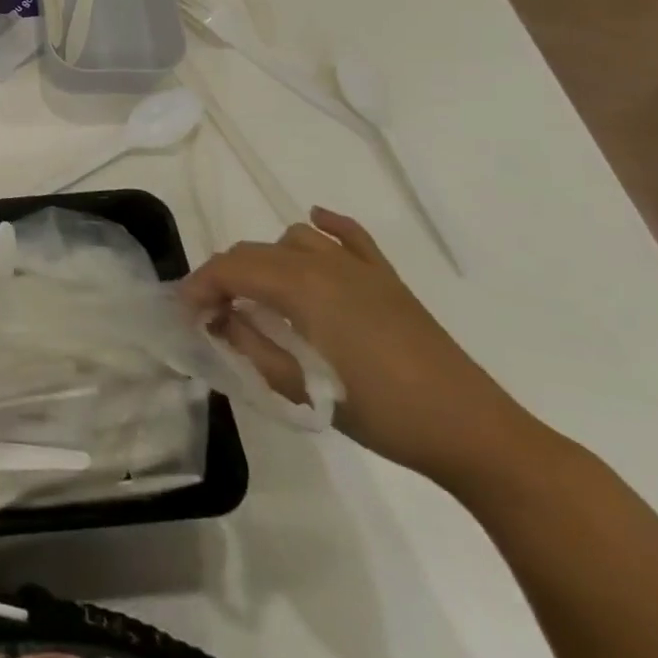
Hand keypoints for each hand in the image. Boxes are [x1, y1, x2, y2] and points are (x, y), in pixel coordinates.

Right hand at [180, 207, 548, 493]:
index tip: (185, 315)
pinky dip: (325, 226)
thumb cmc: (379, 414)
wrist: (472, 433)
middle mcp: (324, 263)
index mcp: (300, 287)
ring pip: (291, 239)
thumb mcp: (299, 387)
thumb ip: (248, 346)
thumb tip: (218, 320)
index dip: (198, 288)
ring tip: (258, 294)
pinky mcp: (387, 279)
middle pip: (253, 252)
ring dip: (264, 260)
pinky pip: (349, 235)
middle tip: (212, 314)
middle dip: (223, 276)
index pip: (229, 270)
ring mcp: (359, 267)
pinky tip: (314, 224)